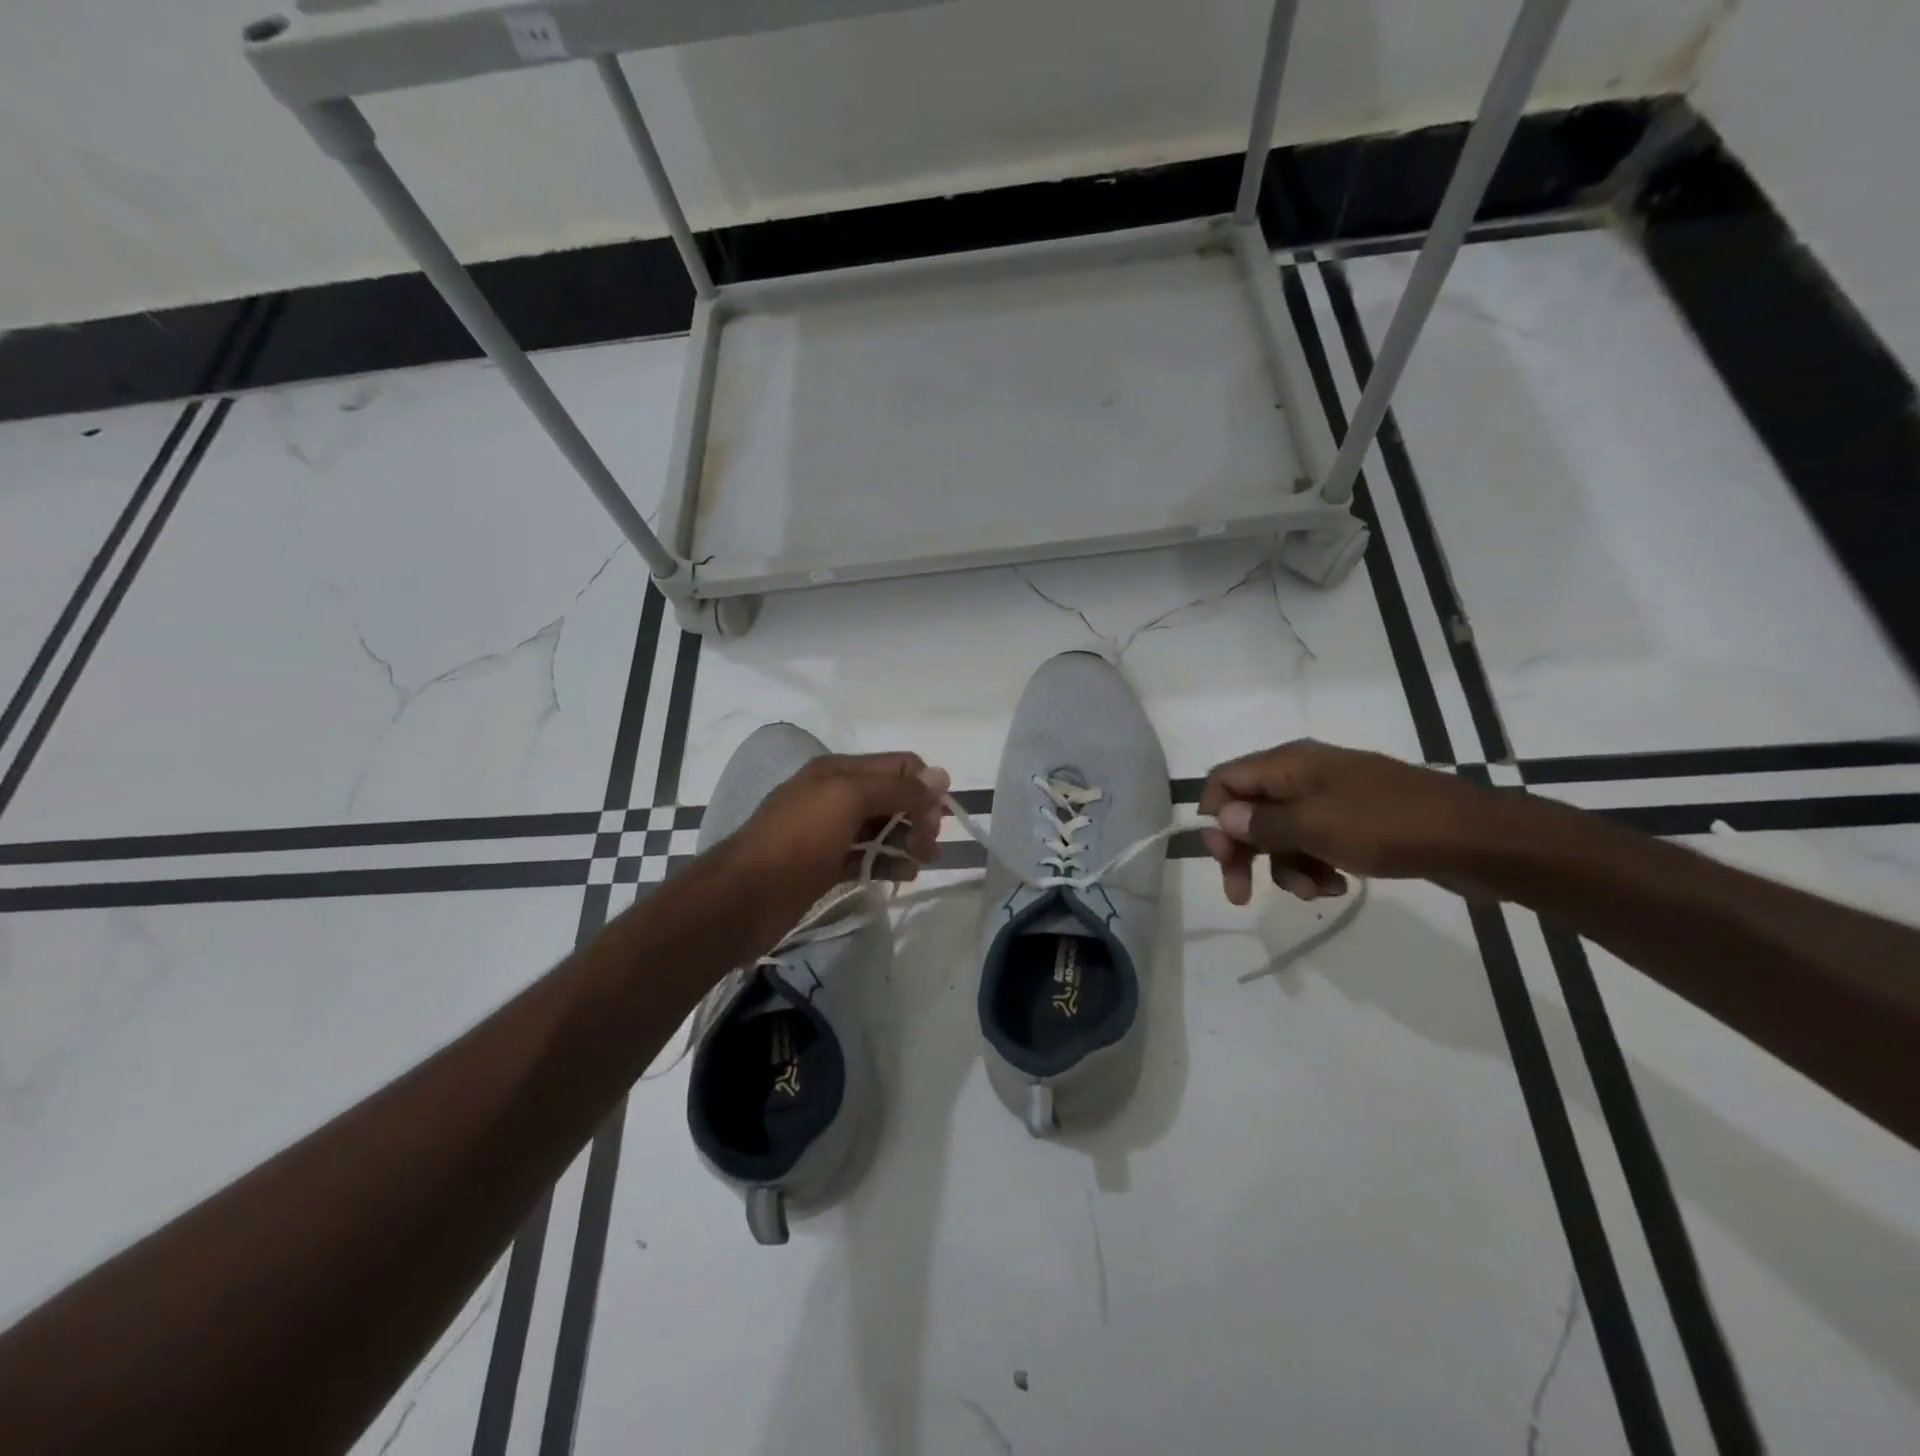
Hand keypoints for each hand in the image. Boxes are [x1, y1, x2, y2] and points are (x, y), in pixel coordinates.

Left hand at [721, 752, 949, 931]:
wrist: (744, 896)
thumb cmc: (798, 839)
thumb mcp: (849, 799)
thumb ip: (897, 788)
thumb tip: (942, 776)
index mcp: (839, 771)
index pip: (898, 765)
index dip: (924, 786)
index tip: (937, 817)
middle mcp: (836, 795)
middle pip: (893, 796)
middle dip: (919, 815)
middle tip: (930, 844)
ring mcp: (830, 832)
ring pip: (882, 828)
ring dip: (908, 840)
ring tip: (924, 861)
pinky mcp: (826, 865)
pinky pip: (867, 857)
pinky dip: (889, 863)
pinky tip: (905, 875)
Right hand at [1199, 740, 1495, 904]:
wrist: (1477, 840)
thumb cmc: (1387, 825)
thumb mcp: (1315, 825)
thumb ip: (1261, 822)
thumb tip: (1222, 816)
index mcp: (1290, 764)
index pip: (1225, 780)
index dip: (1215, 817)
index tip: (1223, 859)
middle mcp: (1304, 776)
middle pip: (1249, 811)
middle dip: (1244, 852)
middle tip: (1241, 893)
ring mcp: (1332, 799)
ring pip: (1282, 835)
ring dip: (1286, 868)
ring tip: (1316, 892)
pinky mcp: (1356, 824)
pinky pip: (1315, 844)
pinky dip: (1316, 867)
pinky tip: (1338, 886)